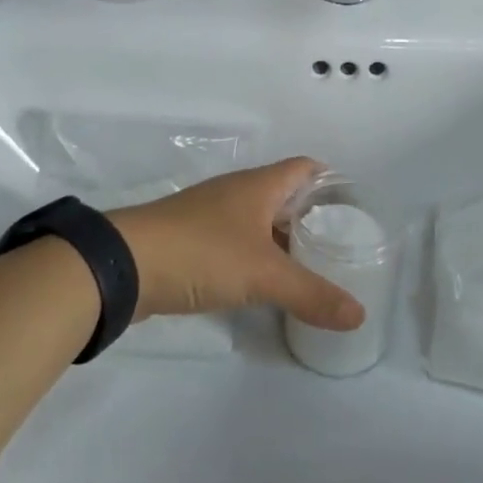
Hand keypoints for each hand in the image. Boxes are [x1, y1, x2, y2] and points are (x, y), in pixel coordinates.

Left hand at [111, 159, 364, 331]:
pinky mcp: (191, 241)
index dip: (331, 181)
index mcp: (259, 185)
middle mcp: (237, 193)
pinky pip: (236, 243)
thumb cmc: (202, 252)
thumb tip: (359, 314)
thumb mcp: (264, 274)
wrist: (123, 266)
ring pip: (259, 221)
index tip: (354, 207)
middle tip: (340, 243)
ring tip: (310, 265)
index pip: (305, 168)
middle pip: (284, 195)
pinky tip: (265, 283)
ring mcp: (211, 216)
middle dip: (311, 216)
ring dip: (283, 239)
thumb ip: (312, 293)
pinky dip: (256, 257)